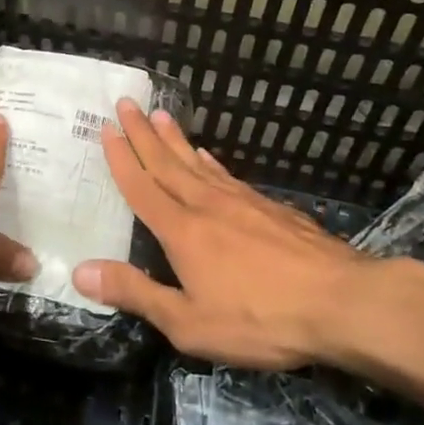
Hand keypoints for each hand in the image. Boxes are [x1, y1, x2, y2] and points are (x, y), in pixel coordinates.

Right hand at [73, 100, 376, 367]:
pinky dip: (211, 161)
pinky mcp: (270, 208)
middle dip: (142, 133)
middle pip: (167, 163)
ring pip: (197, 162)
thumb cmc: (260, 318)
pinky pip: (227, 175)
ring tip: (159, 115)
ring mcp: (241, 202)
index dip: (122, 158)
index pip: (142, 187)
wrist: (342, 301)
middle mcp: (206, 205)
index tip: (107, 128)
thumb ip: (136, 294)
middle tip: (127, 102)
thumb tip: (81, 271)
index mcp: (181, 232)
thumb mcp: (189, 322)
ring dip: (174, 138)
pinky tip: (207, 155)